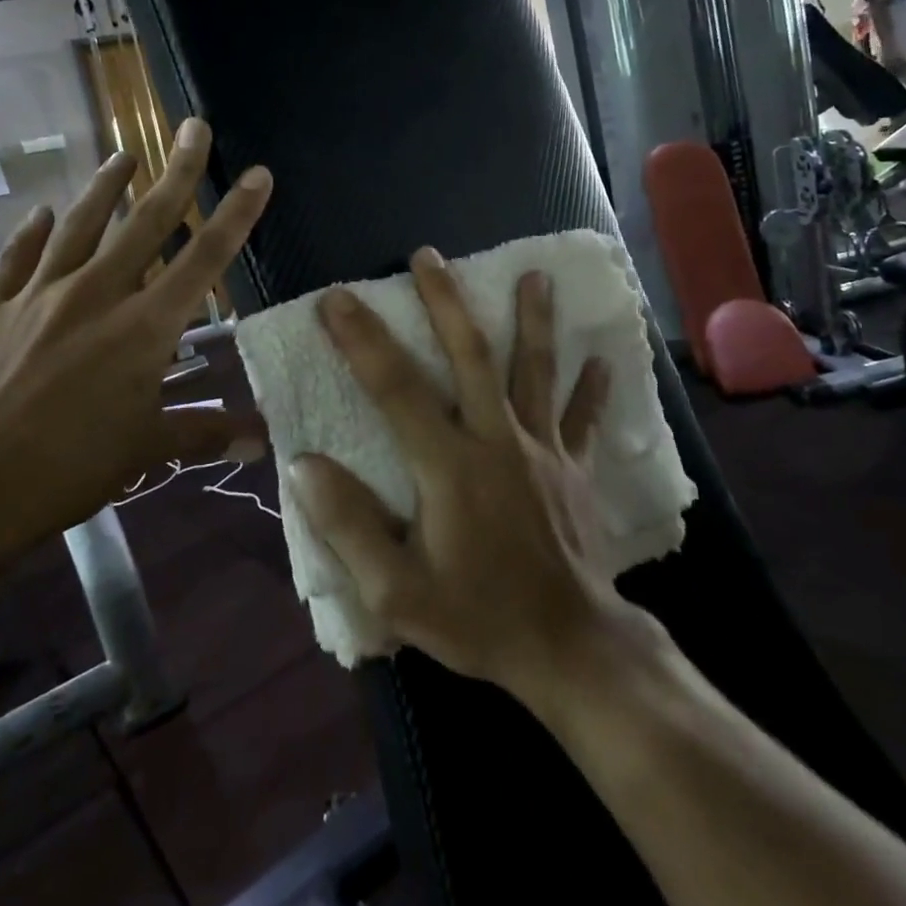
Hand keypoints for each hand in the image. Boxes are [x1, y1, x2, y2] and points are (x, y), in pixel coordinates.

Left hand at [0, 119, 270, 568]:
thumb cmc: (70, 467)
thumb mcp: (146, 450)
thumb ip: (204, 433)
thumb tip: (259, 442)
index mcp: (144, 327)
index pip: (204, 259)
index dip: (236, 214)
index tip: (257, 173)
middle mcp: (98, 294)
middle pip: (147, 221)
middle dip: (177, 171)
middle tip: (194, 127)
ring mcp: (41, 294)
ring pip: (81, 224)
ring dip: (106, 186)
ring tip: (124, 156)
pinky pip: (18, 256)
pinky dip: (32, 231)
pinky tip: (42, 212)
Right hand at [293, 248, 632, 698]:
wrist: (570, 649)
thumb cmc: (478, 619)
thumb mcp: (396, 593)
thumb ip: (348, 526)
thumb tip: (304, 465)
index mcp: (449, 465)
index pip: (395, 388)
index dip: (362, 340)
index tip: (336, 299)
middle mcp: (496, 440)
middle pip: (471, 355)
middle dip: (446, 302)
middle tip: (428, 256)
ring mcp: (542, 450)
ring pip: (535, 371)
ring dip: (534, 321)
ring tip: (535, 275)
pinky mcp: (574, 469)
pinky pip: (583, 419)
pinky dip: (592, 388)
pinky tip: (602, 358)